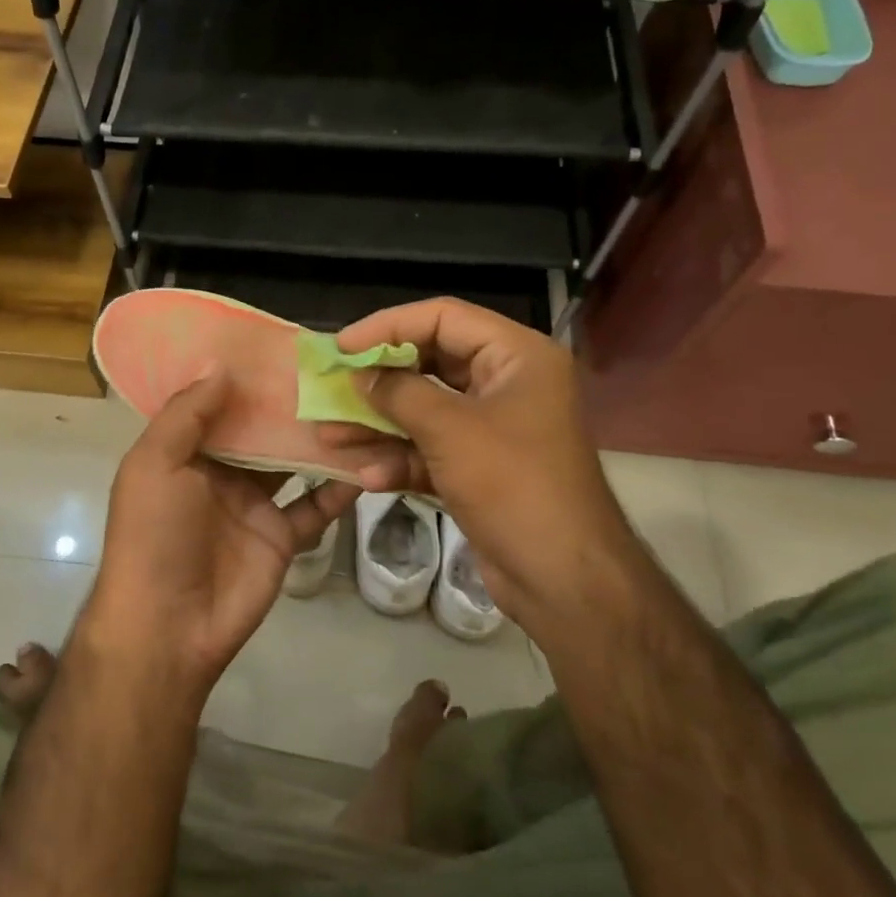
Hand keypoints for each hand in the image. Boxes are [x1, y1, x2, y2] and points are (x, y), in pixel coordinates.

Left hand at [82, 373, 359, 706]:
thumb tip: (221, 366)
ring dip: (319, 439)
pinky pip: (315, 507)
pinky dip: (339, 488)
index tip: (281, 345)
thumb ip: (187, 414)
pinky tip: (369, 462)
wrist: (168, 626)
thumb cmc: (154, 534)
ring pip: (293, 463)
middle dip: (289, 403)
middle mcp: (221, 472)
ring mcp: (254, 505)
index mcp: (185, 452)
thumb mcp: (154, 464)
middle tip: (333, 366)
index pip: (218, 404)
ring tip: (358, 403)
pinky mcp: (282, 536)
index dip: (244, 377)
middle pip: (261, 430)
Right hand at [319, 298, 631, 631]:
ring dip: (380, 425)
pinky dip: (402, 460)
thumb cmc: (513, 485)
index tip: (343, 346)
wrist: (564, 579)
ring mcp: (495, 428)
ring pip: (426, 411)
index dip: (389, 327)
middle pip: (432, 363)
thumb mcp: (449, 430)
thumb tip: (360, 375)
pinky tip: (367, 476)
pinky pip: (433, 449)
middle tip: (334, 387)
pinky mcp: (482, 468)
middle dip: (380, 381)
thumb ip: (398, 393)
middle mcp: (508, 383)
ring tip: (331, 435)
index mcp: (517, 356)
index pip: (444, 317)